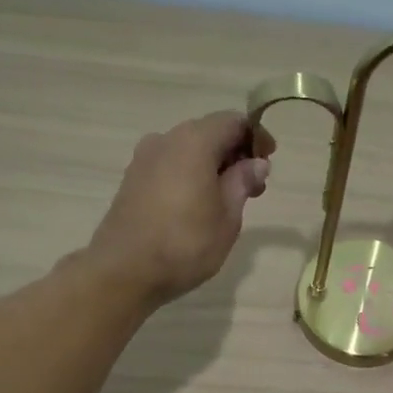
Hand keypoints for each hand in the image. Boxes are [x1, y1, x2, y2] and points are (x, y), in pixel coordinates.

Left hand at [87, 112, 274, 306]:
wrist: (124, 271)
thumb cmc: (185, 243)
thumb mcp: (228, 216)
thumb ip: (242, 182)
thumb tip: (256, 163)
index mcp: (194, 141)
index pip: (233, 121)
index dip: (255, 137)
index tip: (269, 162)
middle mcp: (166, 139)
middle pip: (209, 133)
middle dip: (235, 153)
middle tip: (254, 187)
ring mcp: (144, 158)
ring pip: (188, 150)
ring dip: (212, 166)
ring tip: (227, 200)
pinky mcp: (132, 179)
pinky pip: (170, 165)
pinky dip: (190, 175)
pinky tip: (198, 205)